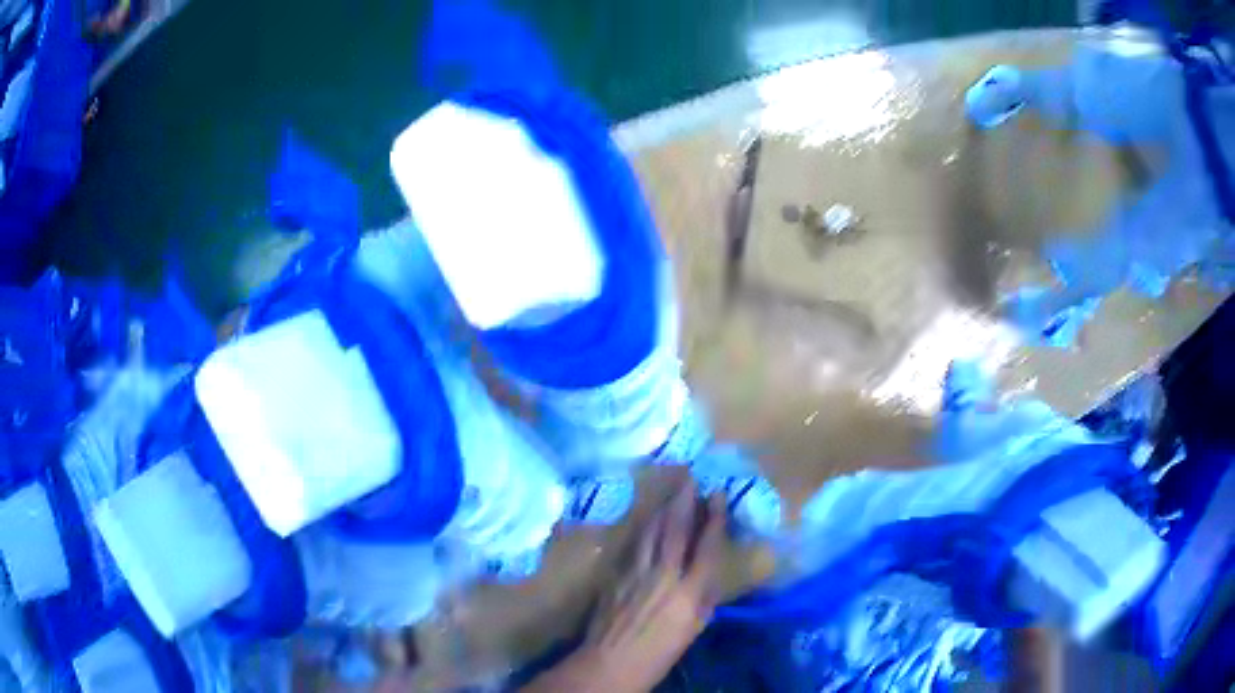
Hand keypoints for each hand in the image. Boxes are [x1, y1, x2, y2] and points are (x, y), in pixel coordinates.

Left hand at [524, 482, 727, 692]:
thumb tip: (705, 574)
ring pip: (652, 533)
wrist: (610, 662)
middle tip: (691, 477)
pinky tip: (648, 522)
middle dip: (685, 502)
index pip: (706, 547)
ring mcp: (636, 572)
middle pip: (676, 531)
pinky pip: (635, 545)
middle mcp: (664, 575)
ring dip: (663, 509)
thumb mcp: (692, 629)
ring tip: (672, 492)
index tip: (718, 494)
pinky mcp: (616, 575)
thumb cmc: (659, 654)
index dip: (714, 518)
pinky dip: (645, 529)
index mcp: (689, 593)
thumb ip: (702, 599)